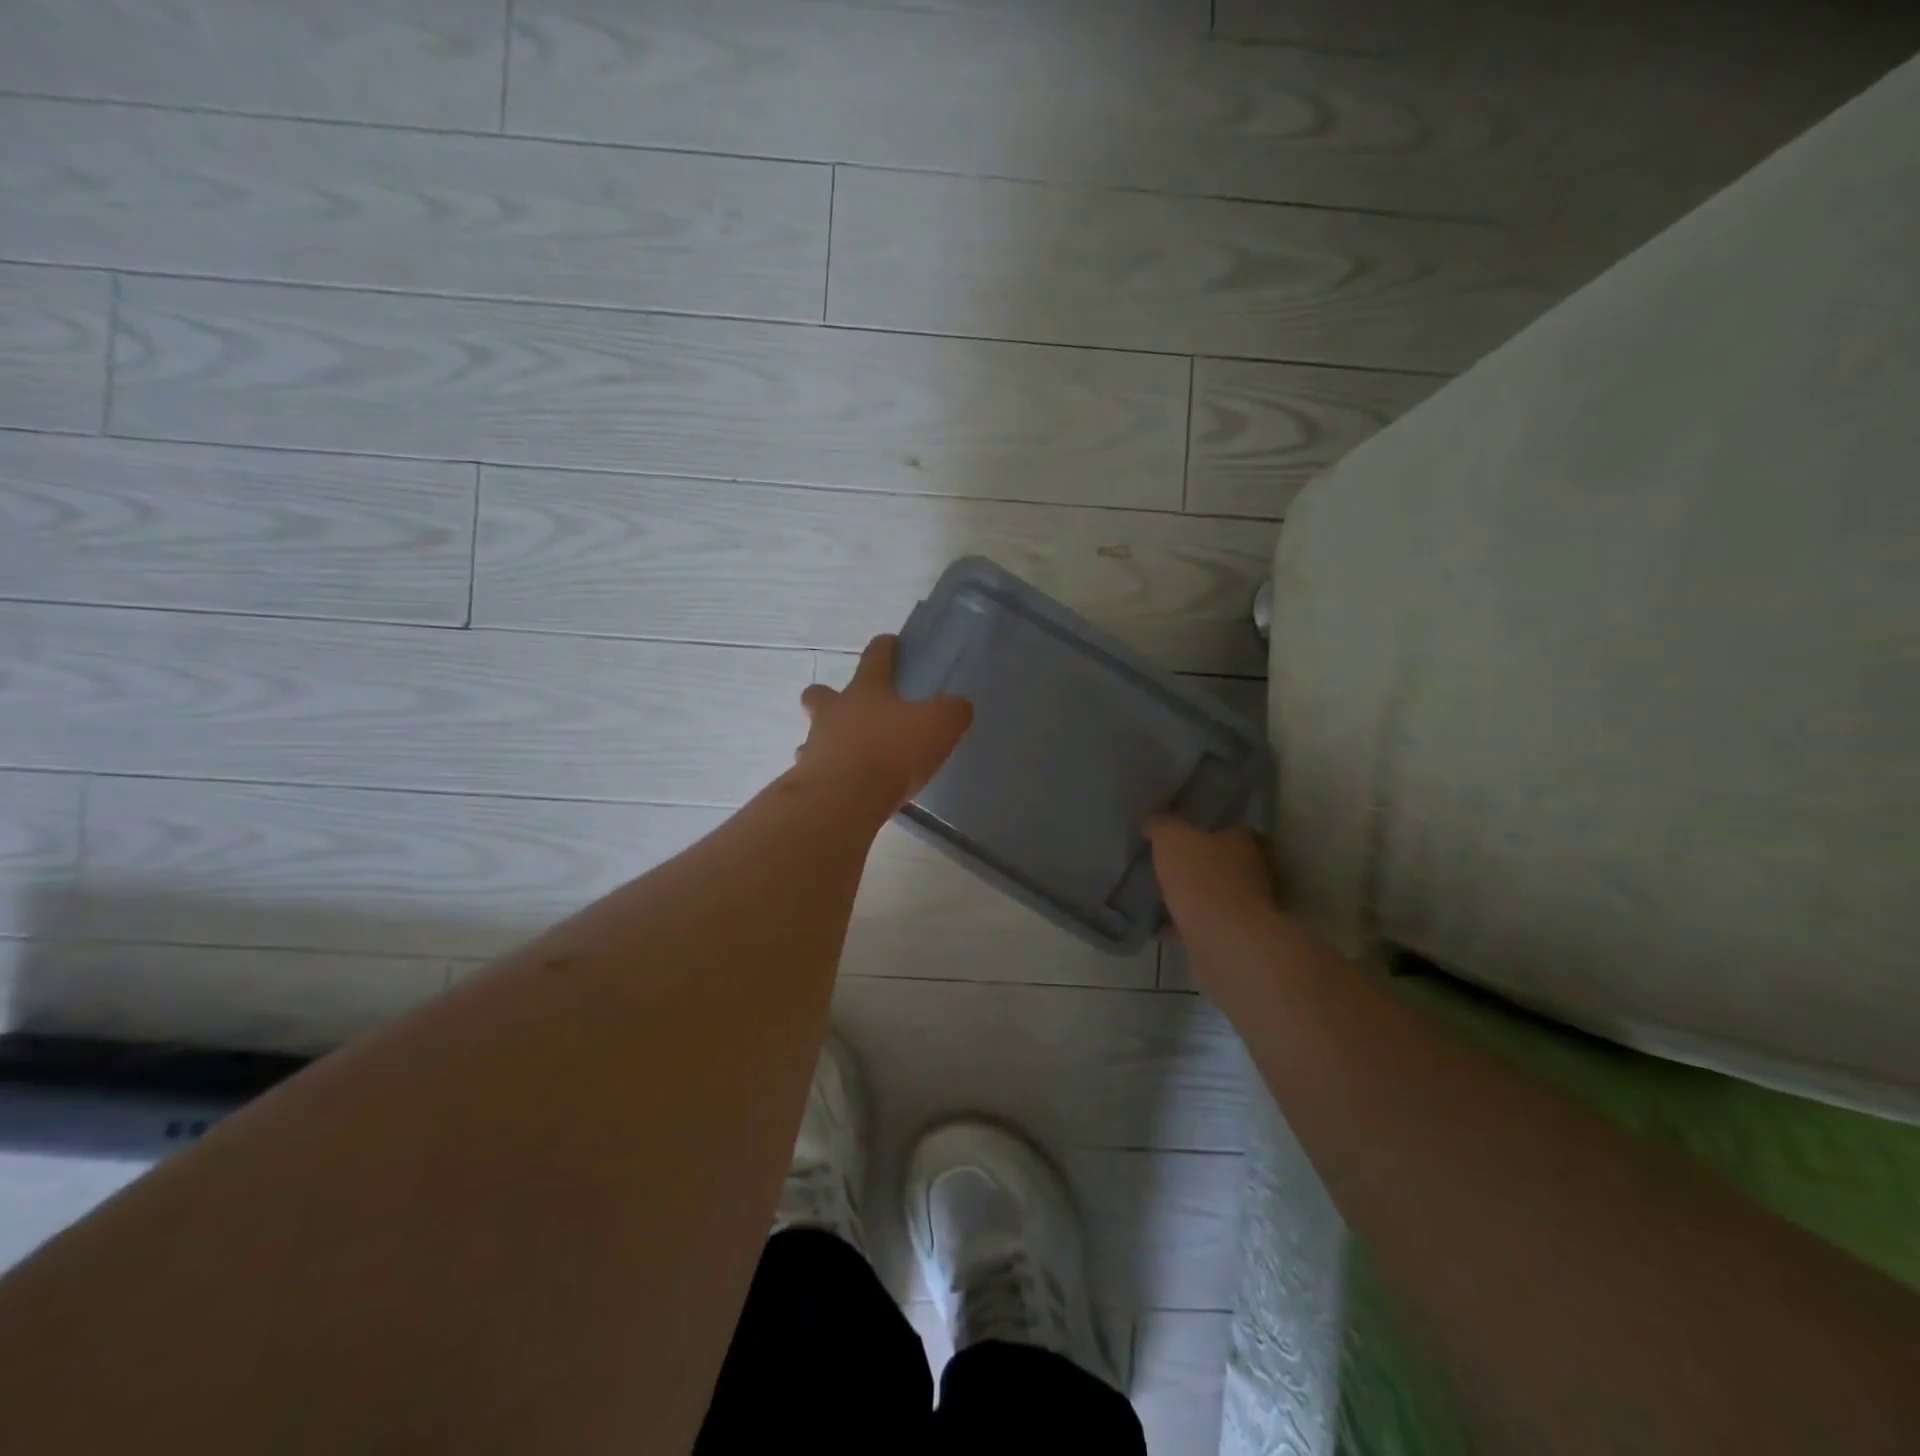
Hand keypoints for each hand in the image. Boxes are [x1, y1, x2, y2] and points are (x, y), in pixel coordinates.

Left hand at [793, 634, 972, 817]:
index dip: (884, 648)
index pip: (875, 658)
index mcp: (866, 691)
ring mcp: (814, 747)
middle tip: (847, 707)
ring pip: (814, 736)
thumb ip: (951, 711)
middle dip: (827, 695)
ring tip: (850, 759)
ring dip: (827, 742)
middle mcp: (834, 713)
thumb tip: (958, 706)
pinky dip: (830, 778)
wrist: (844, 799)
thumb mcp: (938, 725)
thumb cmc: (892, 751)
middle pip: (820, 694)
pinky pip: (815, 773)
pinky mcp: (807, 782)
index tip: (889, 643)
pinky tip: (847, 791)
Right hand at [1147, 817, 1279, 942]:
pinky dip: (1184, 924)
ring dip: (1190, 897)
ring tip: (1157, 896)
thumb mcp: (1172, 839)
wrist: (1225, 943)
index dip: (1204, 830)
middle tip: (1164, 865)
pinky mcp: (1234, 938)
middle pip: (1221, 863)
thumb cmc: (1203, 880)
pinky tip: (1159, 926)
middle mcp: (1254, 872)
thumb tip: (1153, 821)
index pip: (1229, 828)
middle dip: (1195, 866)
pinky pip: (1203, 924)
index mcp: (1246, 842)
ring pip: (1212, 895)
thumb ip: (1162, 826)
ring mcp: (1247, 908)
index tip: (1178, 835)